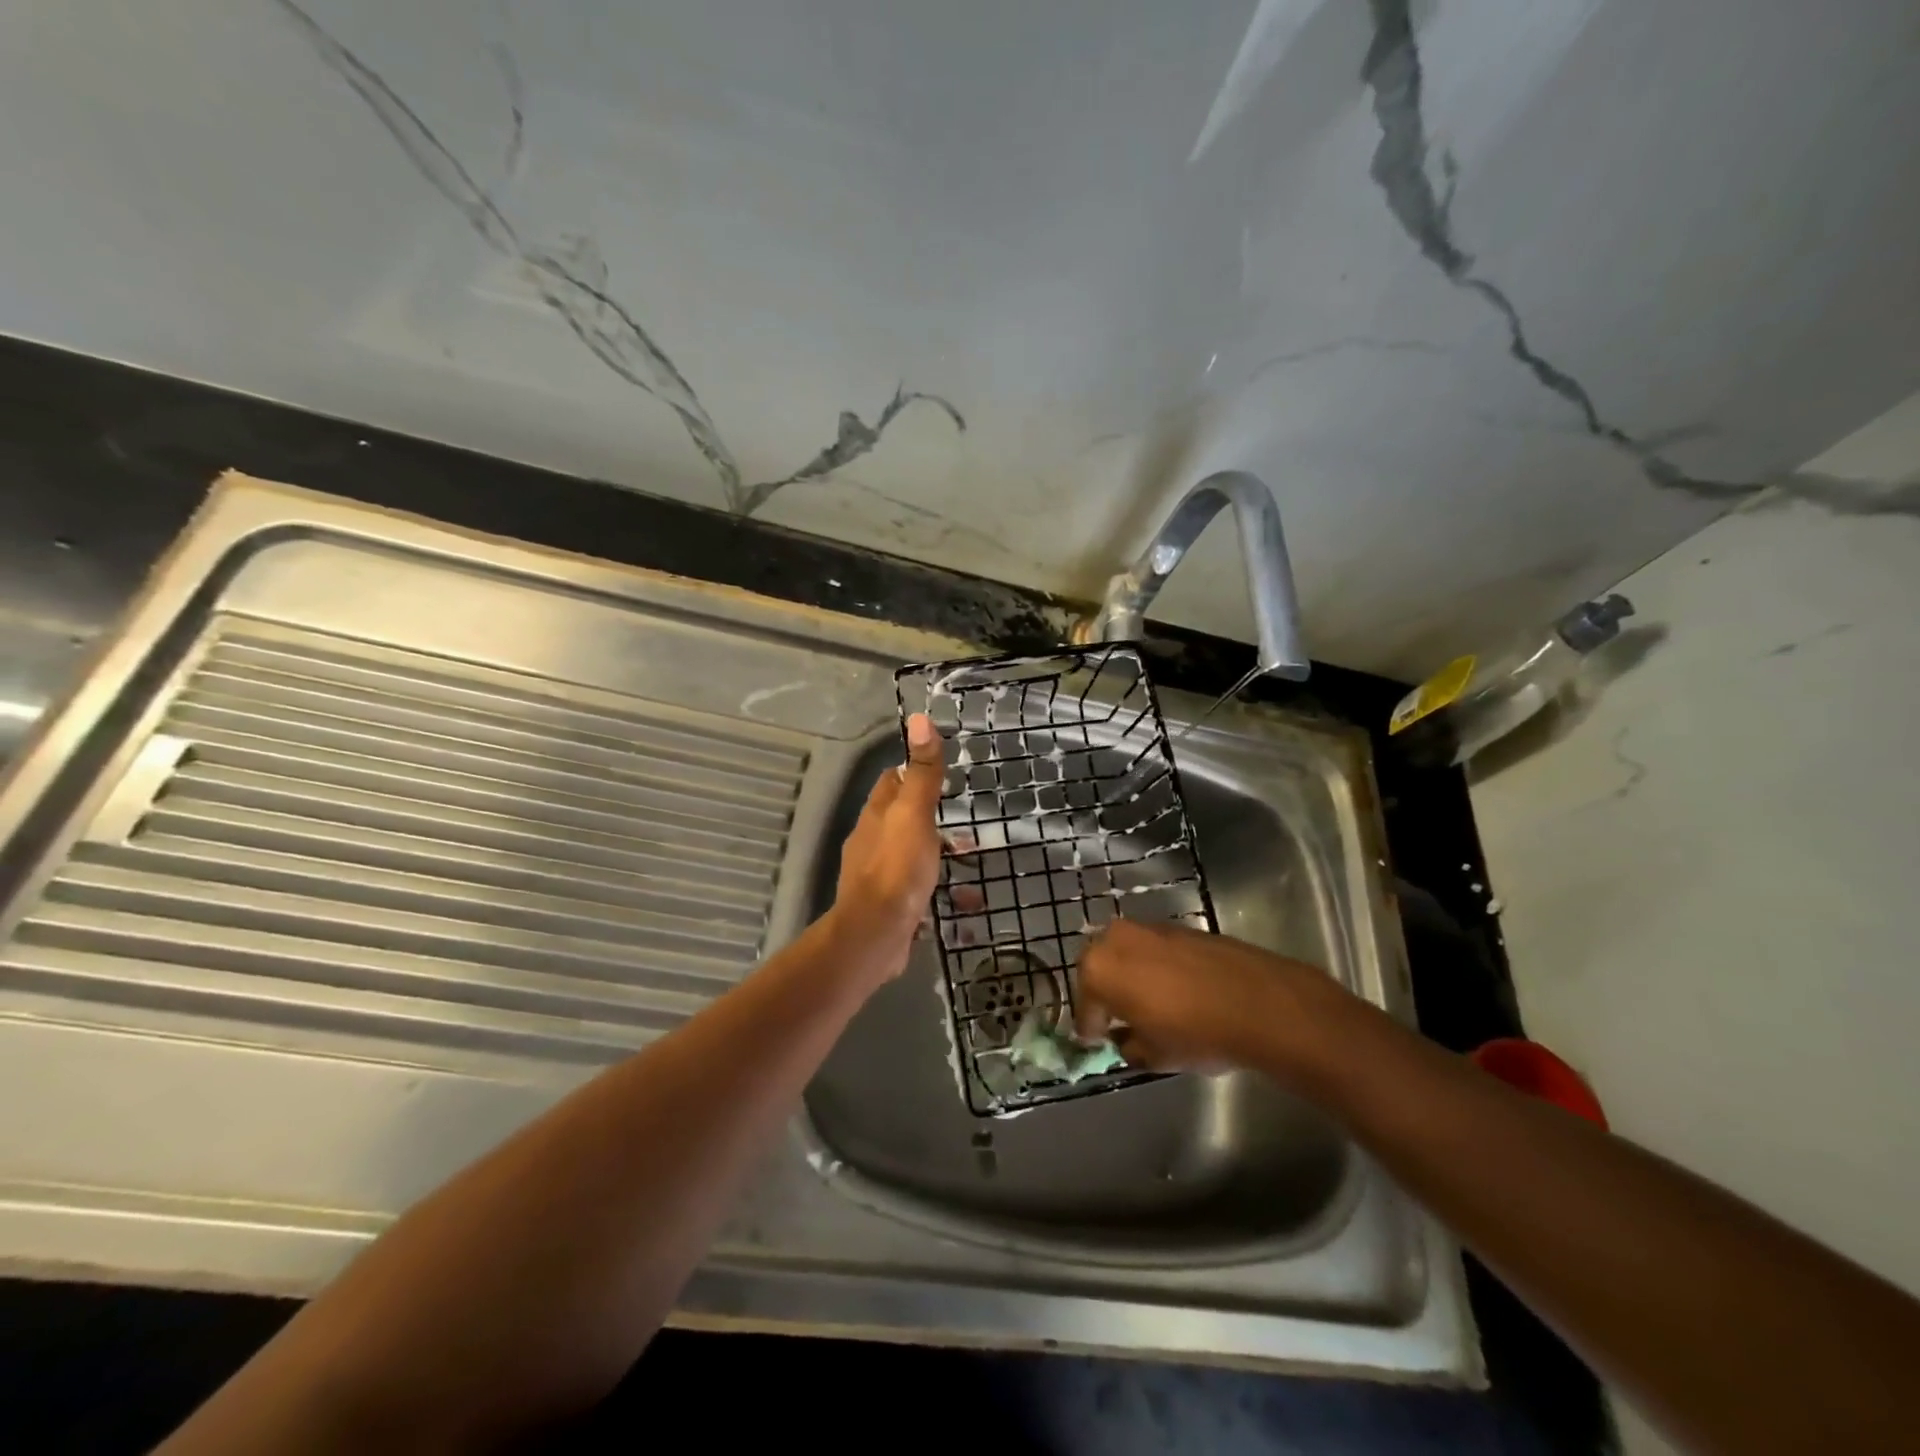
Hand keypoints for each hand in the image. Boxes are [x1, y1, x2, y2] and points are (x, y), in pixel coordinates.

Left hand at [828, 712, 945, 982]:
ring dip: (939, 857)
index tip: (941, 774)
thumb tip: (918, 718)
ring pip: (911, 857)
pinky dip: (940, 892)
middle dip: (933, 820)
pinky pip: (917, 892)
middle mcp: (872, 842)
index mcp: (876, 816)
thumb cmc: (897, 868)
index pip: (891, 781)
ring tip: (972, 862)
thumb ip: (922, 772)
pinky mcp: (888, 907)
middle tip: (967, 826)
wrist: (875, 935)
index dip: (913, 773)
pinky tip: (964, 904)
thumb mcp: (915, 814)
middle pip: (901, 819)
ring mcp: (878, 877)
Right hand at [1075, 921, 1340, 1084]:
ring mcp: (1147, 928)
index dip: (1091, 1029)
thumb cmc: (1195, 1032)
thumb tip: (1126, 1038)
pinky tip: (1174, 990)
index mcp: (1098, 970)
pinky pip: (1152, 950)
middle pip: (1099, 969)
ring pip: (1126, 954)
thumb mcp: (1154, 1056)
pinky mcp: (1177, 926)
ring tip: (1148, 1003)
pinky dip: (1154, 967)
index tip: (1098, 1043)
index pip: (1085, 1007)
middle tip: (1118, 1019)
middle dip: (1105, 993)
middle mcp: (1115, 939)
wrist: (1257, 1001)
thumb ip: (1129, 1045)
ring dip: (1130, 976)